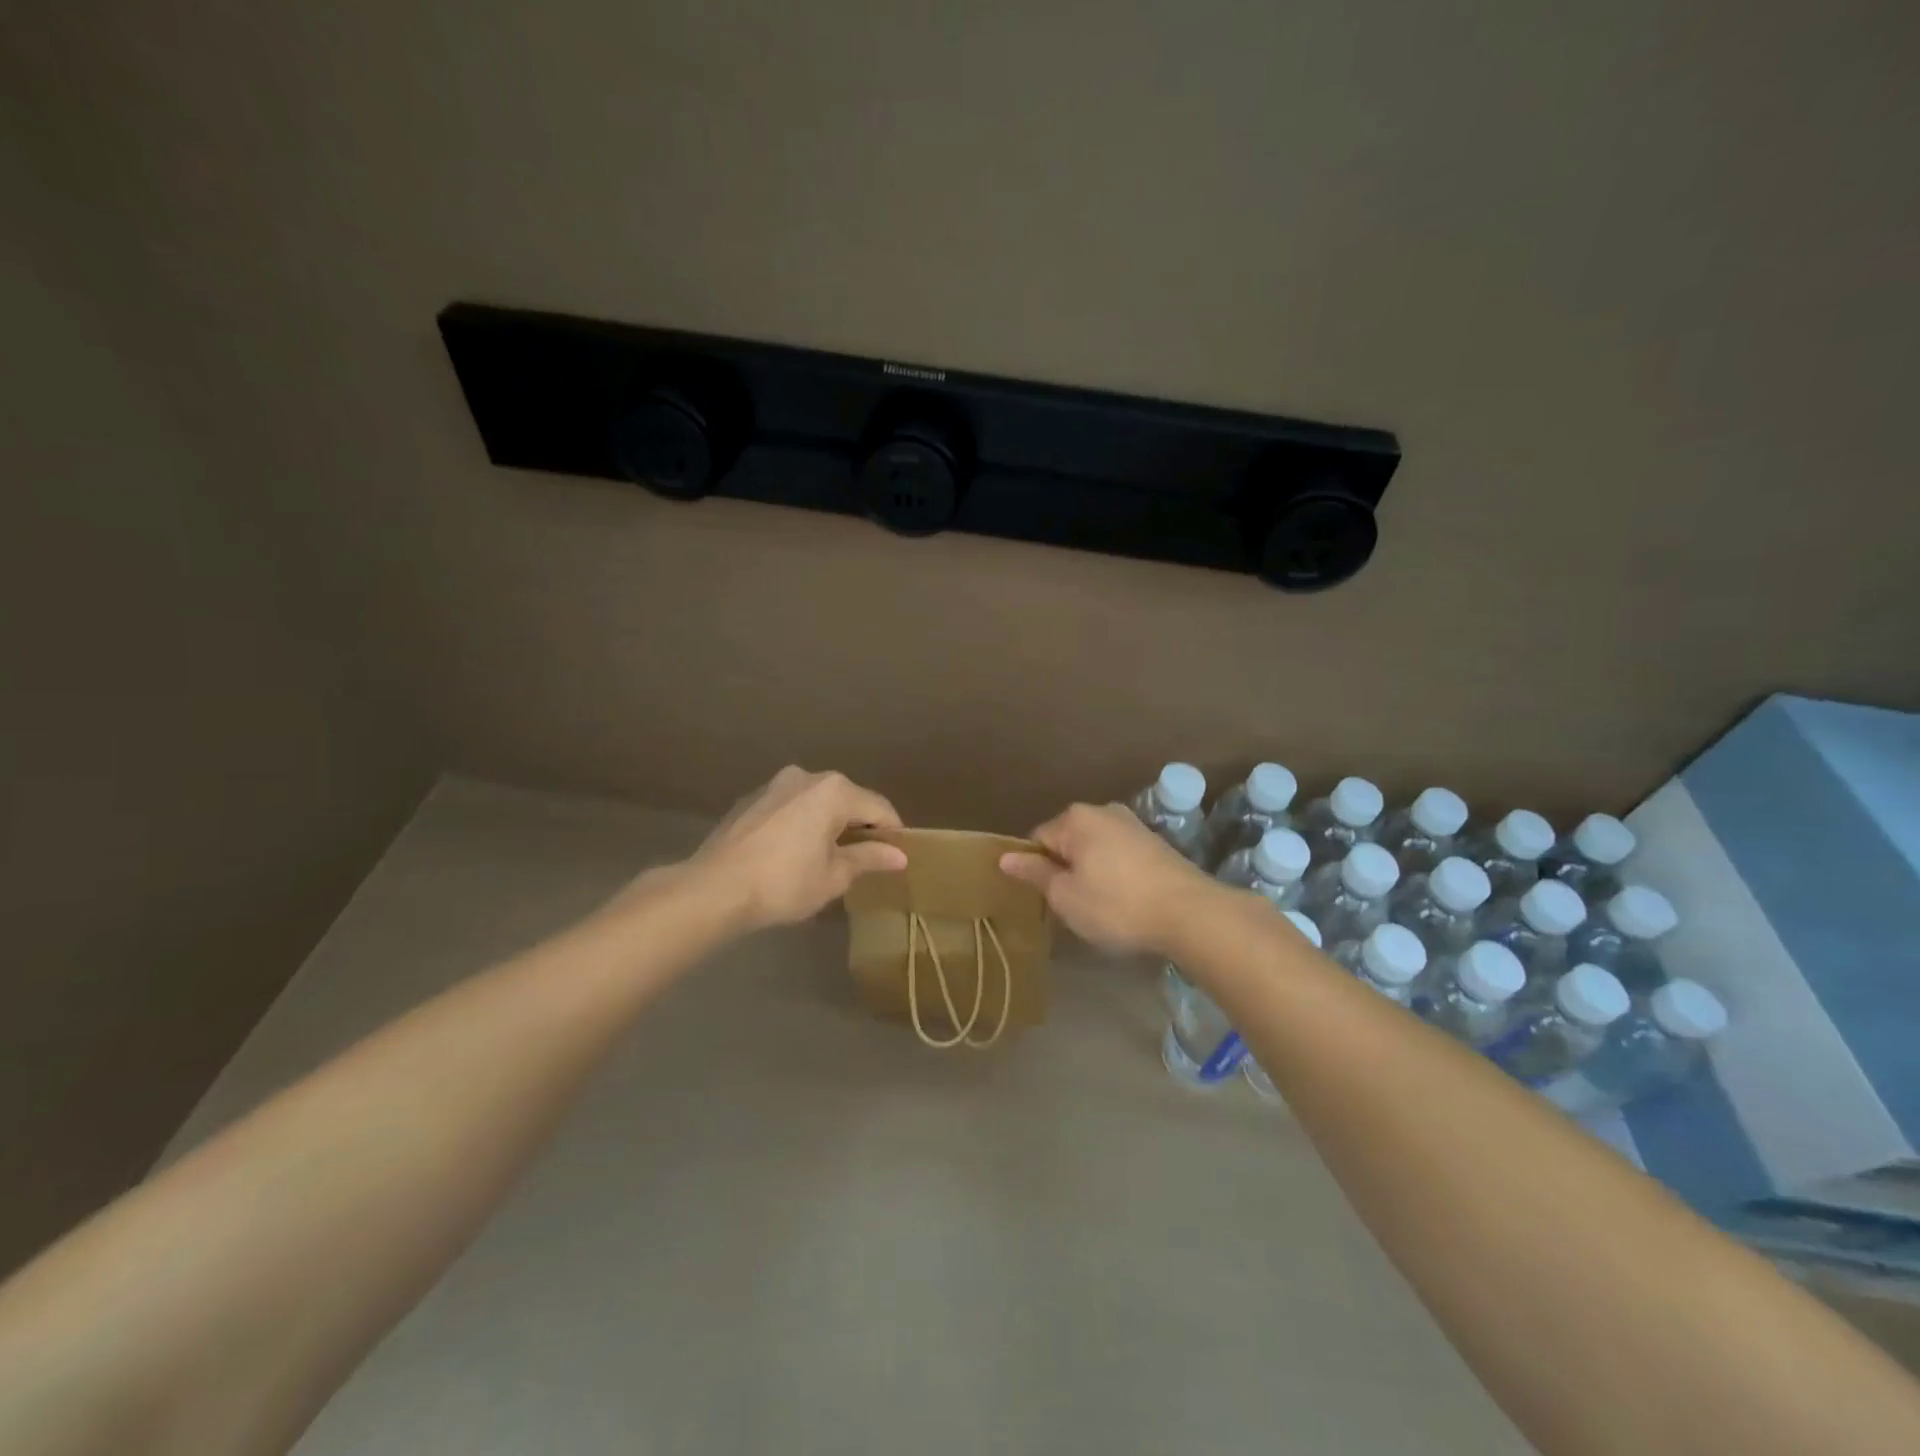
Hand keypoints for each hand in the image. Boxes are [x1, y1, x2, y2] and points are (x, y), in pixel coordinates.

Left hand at [684, 767, 907, 931]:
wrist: (714, 889)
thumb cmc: (784, 882)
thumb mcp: (834, 876)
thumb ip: (869, 858)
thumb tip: (899, 855)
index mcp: (834, 791)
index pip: (878, 808)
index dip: (892, 832)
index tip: (897, 856)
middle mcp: (806, 777)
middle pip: (846, 800)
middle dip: (858, 827)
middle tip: (864, 859)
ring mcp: (774, 785)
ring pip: (815, 802)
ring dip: (827, 824)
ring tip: (828, 857)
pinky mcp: (750, 800)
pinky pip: (789, 808)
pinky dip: (800, 824)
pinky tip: (793, 853)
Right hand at [999, 802, 1216, 953]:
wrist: (1189, 913)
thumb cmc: (1116, 904)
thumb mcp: (1066, 896)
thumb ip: (1035, 873)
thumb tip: (1006, 857)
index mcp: (1075, 819)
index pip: (1038, 840)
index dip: (1036, 870)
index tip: (1045, 899)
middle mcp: (1103, 811)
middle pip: (1067, 841)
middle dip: (1065, 870)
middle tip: (1071, 906)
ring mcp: (1132, 824)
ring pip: (1094, 849)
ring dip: (1091, 873)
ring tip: (1099, 907)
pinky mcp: (1155, 842)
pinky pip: (1119, 856)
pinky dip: (1115, 875)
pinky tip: (1124, 901)